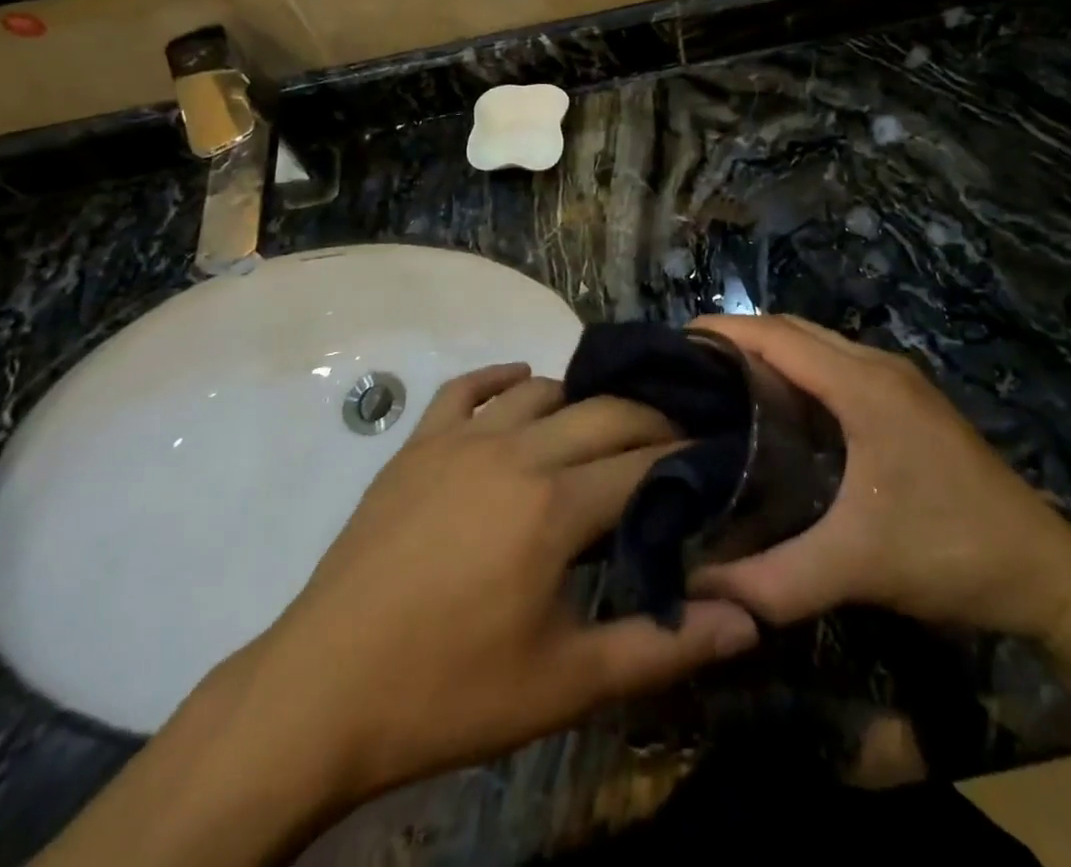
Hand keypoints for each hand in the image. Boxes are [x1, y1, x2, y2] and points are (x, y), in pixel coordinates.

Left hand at [217, 364, 760, 812]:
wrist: (321, 693)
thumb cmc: (451, 692)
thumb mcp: (567, 684)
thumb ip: (663, 647)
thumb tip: (749, 622)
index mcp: (555, 505)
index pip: (645, 462)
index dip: (687, 458)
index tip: (714, 458)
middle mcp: (515, 451)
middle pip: (604, 412)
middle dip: (649, 420)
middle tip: (674, 442)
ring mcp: (460, 440)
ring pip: (541, 391)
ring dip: (581, 400)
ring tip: (604, 426)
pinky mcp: (416, 445)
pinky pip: (467, 388)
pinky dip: (501, 378)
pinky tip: (521, 382)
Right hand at [688, 317, 1070, 642]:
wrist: (1048, 572)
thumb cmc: (949, 550)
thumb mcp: (856, 566)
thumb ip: (772, 579)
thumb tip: (697, 587)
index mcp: (862, 384)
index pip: (776, 336)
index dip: (723, 331)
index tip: (673, 346)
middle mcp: (877, 365)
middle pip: (793, 329)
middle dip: (740, 337)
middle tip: (688, 370)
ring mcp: (897, 380)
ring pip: (817, 344)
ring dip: (770, 351)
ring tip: (720, 384)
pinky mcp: (908, 400)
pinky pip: (836, 364)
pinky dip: (798, 369)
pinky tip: (778, 409)